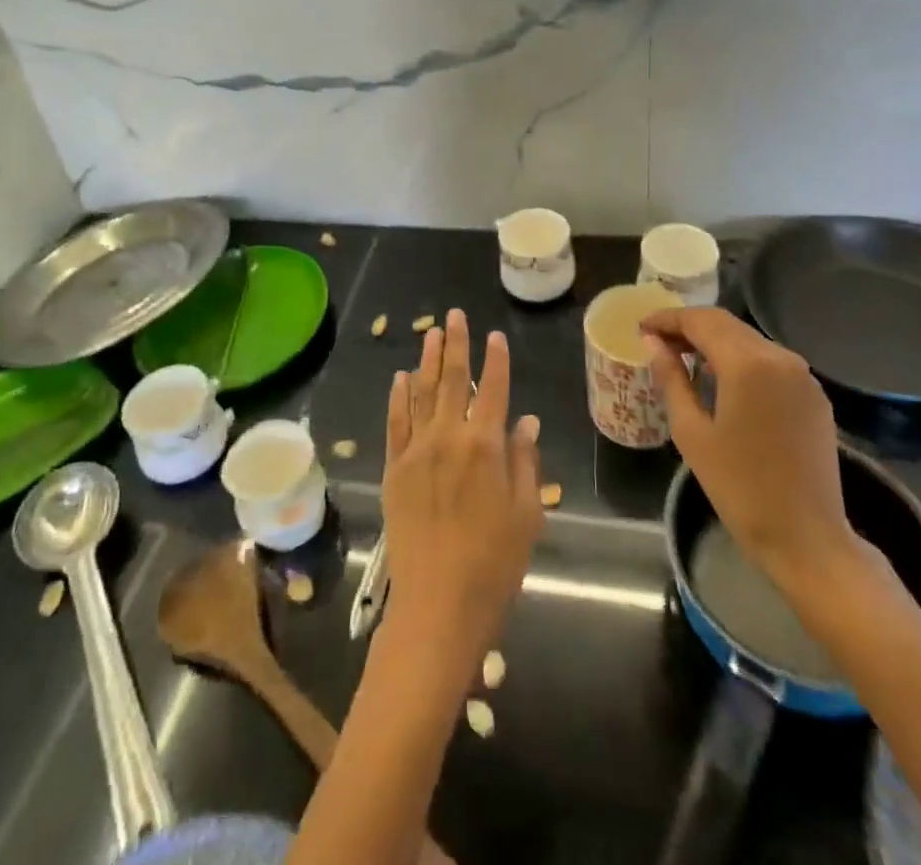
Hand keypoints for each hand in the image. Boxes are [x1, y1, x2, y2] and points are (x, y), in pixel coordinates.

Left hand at [381, 310, 542, 677]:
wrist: (438, 605)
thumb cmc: (494, 564)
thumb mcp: (526, 515)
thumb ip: (525, 461)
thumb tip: (527, 420)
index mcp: (486, 447)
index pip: (493, 390)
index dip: (496, 360)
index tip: (495, 336)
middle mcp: (449, 438)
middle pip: (452, 380)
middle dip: (455, 345)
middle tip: (454, 315)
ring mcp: (416, 451)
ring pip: (421, 393)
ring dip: (426, 361)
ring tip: (430, 333)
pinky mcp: (394, 469)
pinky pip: (395, 422)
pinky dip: (398, 397)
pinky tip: (400, 378)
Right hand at [641, 308, 862, 591]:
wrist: (806, 538)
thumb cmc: (738, 487)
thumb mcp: (691, 432)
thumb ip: (671, 378)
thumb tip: (653, 343)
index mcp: (747, 363)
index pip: (700, 321)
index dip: (667, 319)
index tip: (641, 327)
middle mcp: (780, 356)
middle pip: (726, 324)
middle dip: (689, 326)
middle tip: (657, 341)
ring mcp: (803, 375)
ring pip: (748, 339)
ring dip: (715, 340)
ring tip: (683, 357)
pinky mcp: (814, 394)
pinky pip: (770, 361)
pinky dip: (740, 358)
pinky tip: (721, 378)